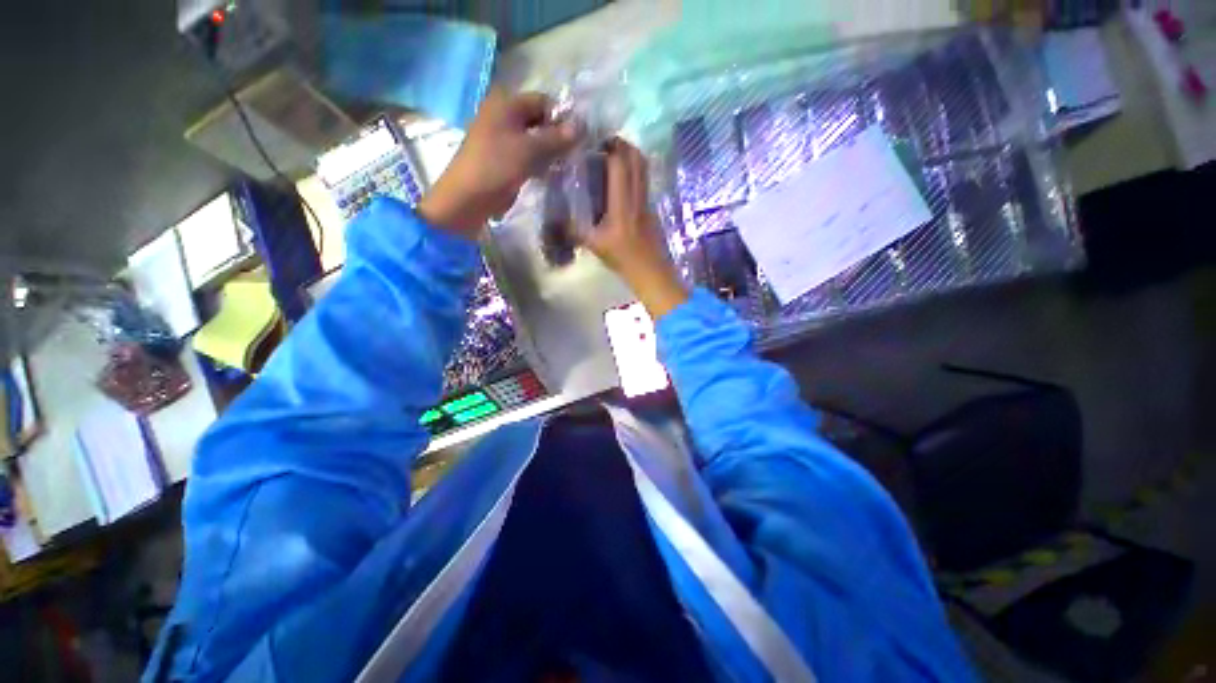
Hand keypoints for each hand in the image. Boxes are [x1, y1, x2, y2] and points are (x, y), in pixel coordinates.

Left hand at [418, 88, 579, 238]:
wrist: (469, 197)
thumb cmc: (497, 166)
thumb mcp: (529, 150)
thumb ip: (556, 138)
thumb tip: (581, 126)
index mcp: (506, 103)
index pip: (543, 101)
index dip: (562, 118)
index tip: (578, 139)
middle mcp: (504, 114)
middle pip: (538, 120)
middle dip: (557, 136)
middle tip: (573, 154)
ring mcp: (502, 137)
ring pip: (534, 139)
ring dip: (550, 151)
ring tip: (565, 165)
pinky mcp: (504, 158)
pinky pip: (527, 154)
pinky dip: (540, 161)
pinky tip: (551, 173)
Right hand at [582, 139, 689, 318]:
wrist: (651, 272)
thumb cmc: (623, 259)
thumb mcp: (595, 246)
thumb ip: (575, 231)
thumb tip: (556, 221)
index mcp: (622, 204)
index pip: (620, 165)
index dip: (609, 148)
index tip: (595, 142)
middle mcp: (637, 197)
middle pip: (637, 159)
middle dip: (622, 145)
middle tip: (605, 144)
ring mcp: (647, 202)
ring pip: (643, 169)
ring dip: (630, 156)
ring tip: (612, 157)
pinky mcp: (652, 209)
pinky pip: (644, 182)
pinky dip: (634, 172)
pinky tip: (621, 181)